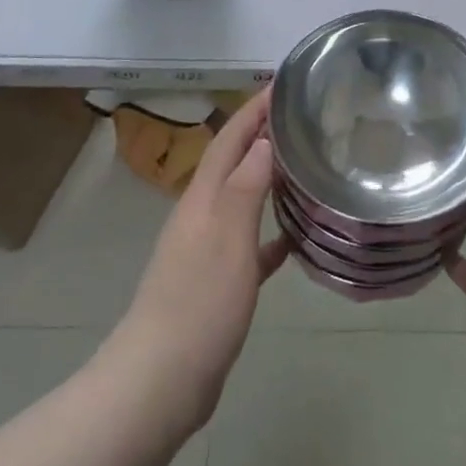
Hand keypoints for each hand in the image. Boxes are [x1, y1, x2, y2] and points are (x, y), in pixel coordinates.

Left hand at [103, 90, 289, 434]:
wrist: (160, 381)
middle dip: (261, 135)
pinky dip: (271, 231)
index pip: (229, 139)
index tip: (282, 83)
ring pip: (242, 199)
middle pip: (233, 163)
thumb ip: (245, 187)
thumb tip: (264, 139)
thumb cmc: (198, 304)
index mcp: (202, 199)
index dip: (253, 110)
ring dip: (267, 177)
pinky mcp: (217, 282)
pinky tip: (295, 235)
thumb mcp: (227, 239)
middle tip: (301, 116)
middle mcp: (201, 216)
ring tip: (304, 164)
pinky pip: (250, 243)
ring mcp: (207, 250)